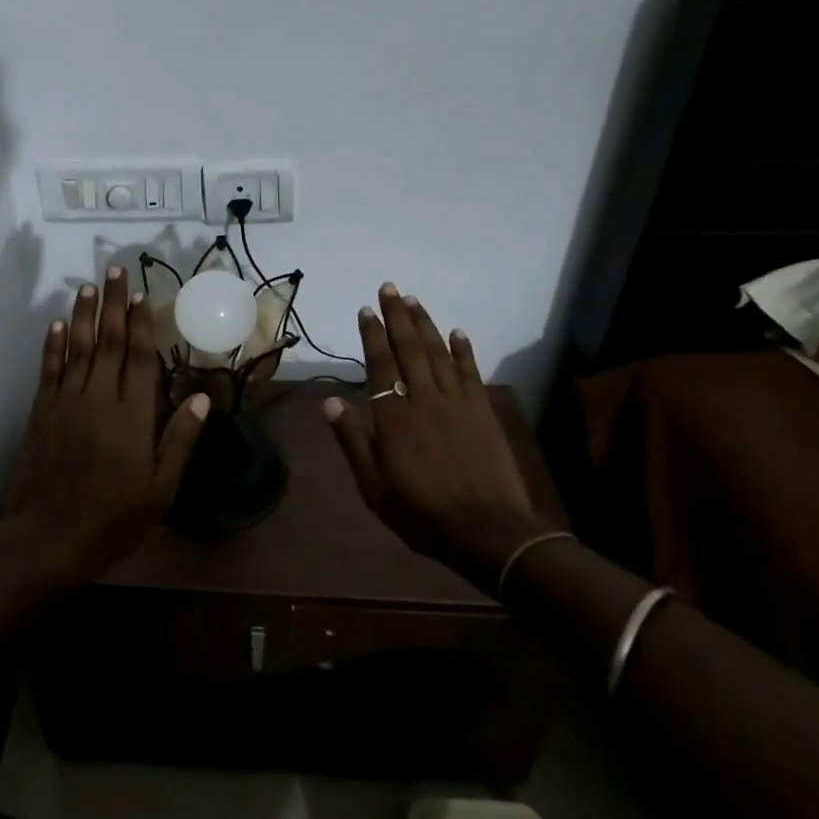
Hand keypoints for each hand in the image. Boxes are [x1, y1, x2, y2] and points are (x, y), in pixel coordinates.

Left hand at [0, 266, 209, 590]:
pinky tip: (58, 325)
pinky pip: (50, 369)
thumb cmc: (112, 519)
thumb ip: (180, 440)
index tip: (142, 294)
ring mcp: (66, 402)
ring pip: (78, 347)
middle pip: (108, 341)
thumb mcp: (160, 489)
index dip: (141, 323)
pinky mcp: (42, 412)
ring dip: (84, 315)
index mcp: (132, 415)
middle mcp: (98, 398)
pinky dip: (54, 345)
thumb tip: (203, 399)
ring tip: (89, 286)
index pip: (138, 357)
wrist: (47, 539)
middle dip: (113, 304)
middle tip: (115, 270)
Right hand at [323, 285, 533, 570]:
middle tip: (389, 288)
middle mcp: (424, 399)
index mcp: (394, 418)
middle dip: (397, 316)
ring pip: (439, 353)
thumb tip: (329, 401)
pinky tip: (457, 332)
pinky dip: (464, 349)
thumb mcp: (374, 486)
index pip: (380, 365)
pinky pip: (471, 372)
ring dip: (425, 324)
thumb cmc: (423, 513)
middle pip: (409, 349)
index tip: (366, 310)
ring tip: (413, 300)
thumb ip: (353, 440)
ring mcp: (457, 402)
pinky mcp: (482, 411)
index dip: (372, 336)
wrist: (489, 530)